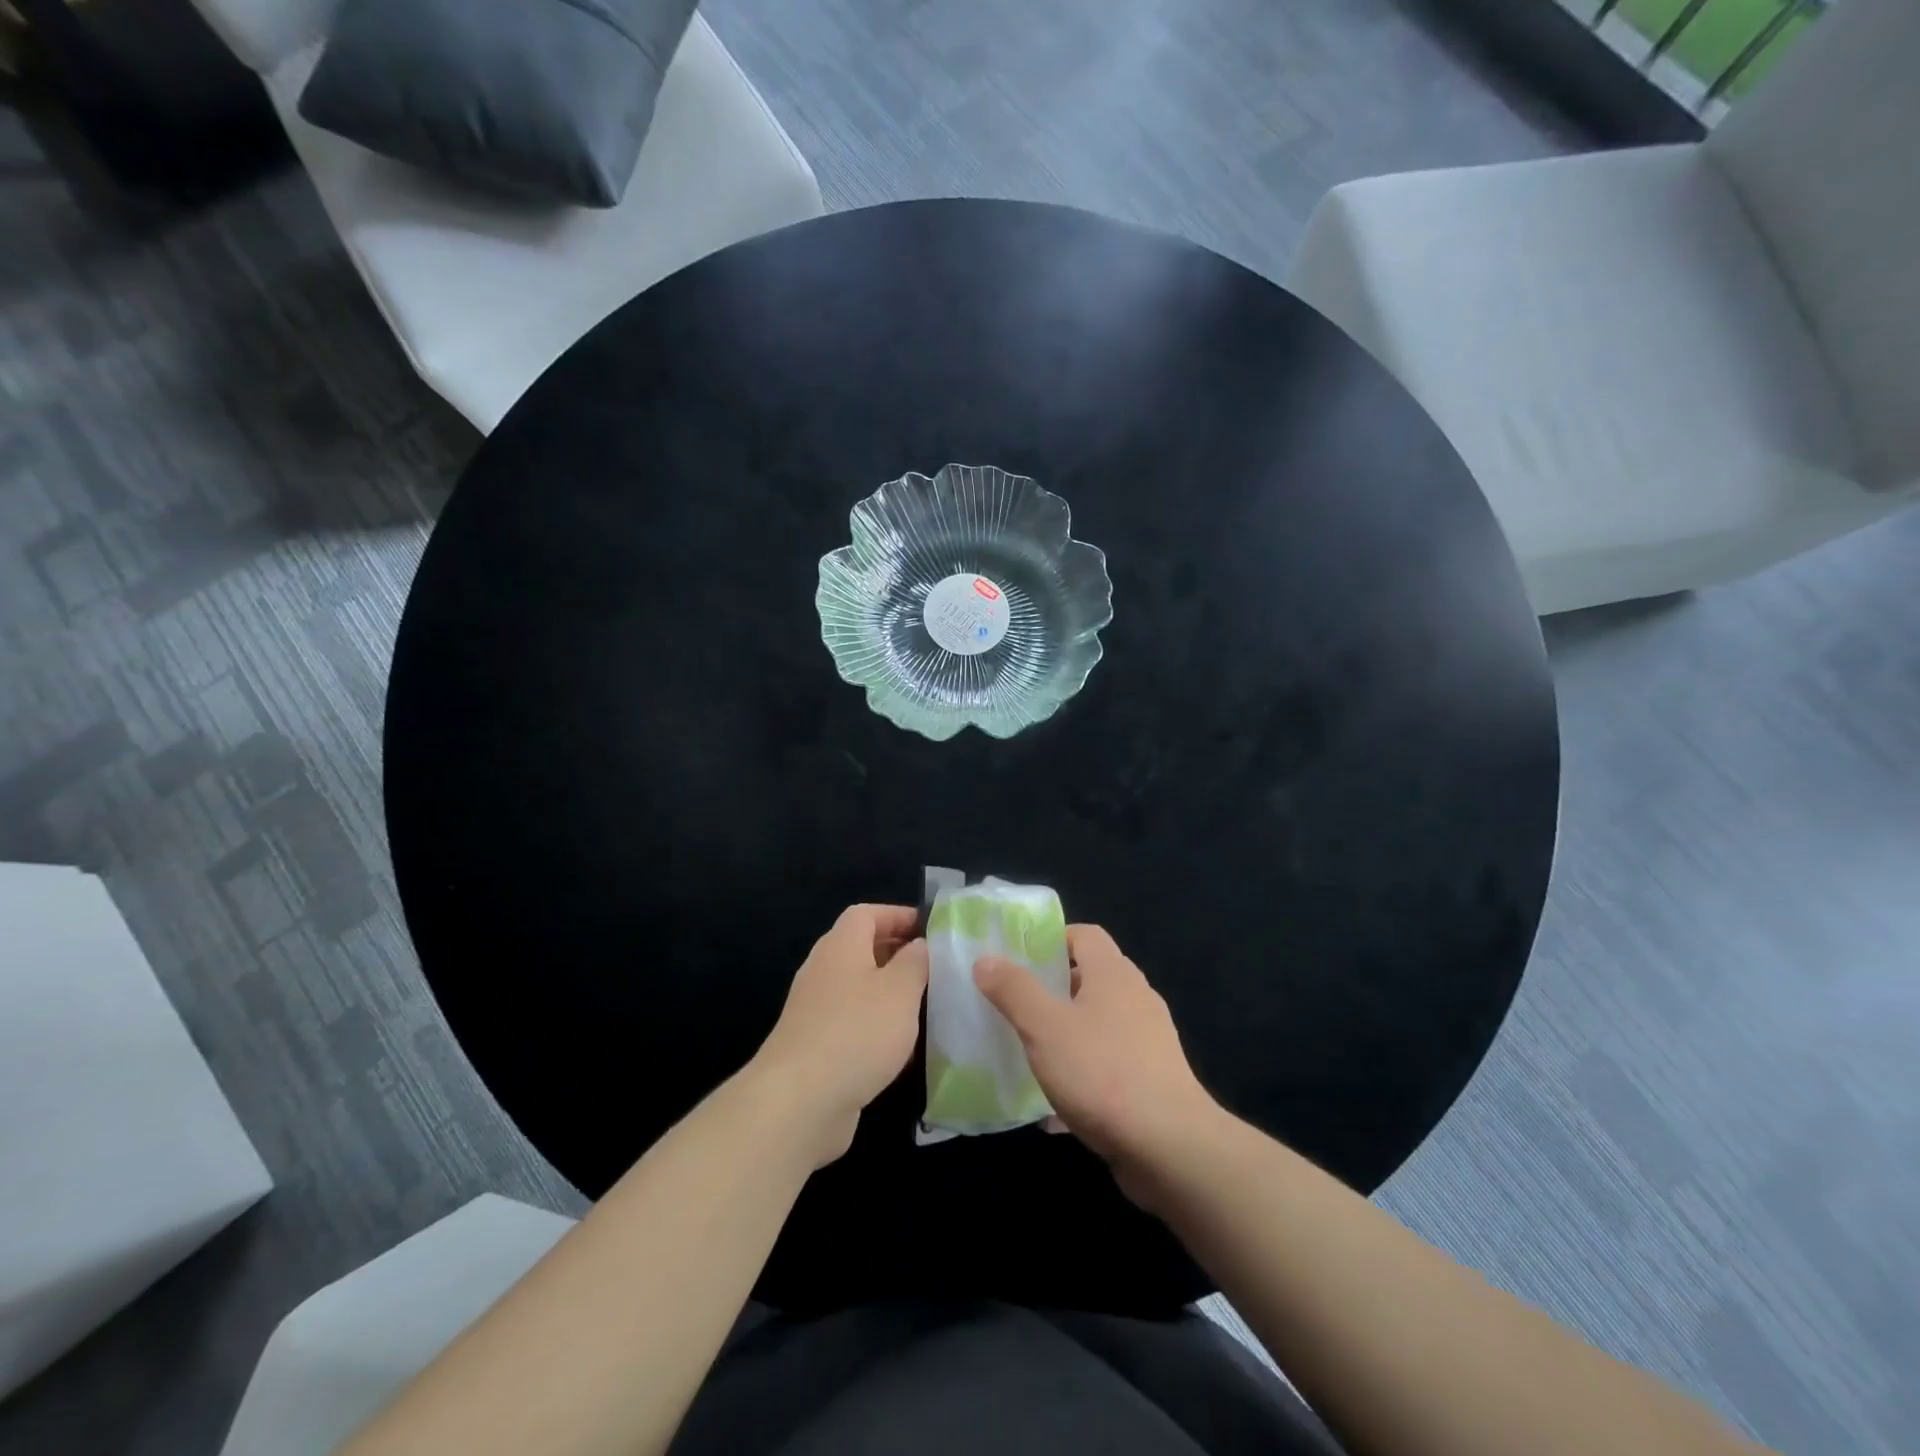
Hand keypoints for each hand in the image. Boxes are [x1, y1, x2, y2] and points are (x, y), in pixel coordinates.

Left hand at [754, 904, 928, 1167]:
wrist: (799, 1102)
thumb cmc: (857, 1032)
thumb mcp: (900, 990)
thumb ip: (915, 962)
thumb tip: (919, 945)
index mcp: (841, 946)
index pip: (867, 913)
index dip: (898, 915)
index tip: (931, 930)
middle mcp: (823, 971)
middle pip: (861, 949)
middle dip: (897, 954)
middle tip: (934, 968)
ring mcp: (815, 1010)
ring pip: (857, 988)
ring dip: (889, 993)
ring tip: (925, 1005)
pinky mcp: (814, 1047)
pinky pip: (851, 1023)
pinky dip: (876, 1026)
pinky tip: (900, 1048)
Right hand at [975, 924, 1218, 1206]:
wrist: (1170, 1148)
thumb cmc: (1102, 1073)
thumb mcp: (1044, 1028)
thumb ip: (1014, 990)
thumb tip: (986, 959)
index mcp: (1113, 974)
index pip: (1084, 934)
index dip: (1051, 940)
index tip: (1018, 961)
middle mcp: (1136, 998)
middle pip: (1091, 978)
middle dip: (1053, 989)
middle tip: (1016, 1006)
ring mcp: (1149, 1040)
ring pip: (1099, 1024)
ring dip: (1066, 1034)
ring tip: (1030, 1053)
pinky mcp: (1153, 1080)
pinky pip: (1108, 1065)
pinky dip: (1083, 1075)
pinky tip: (1054, 1108)